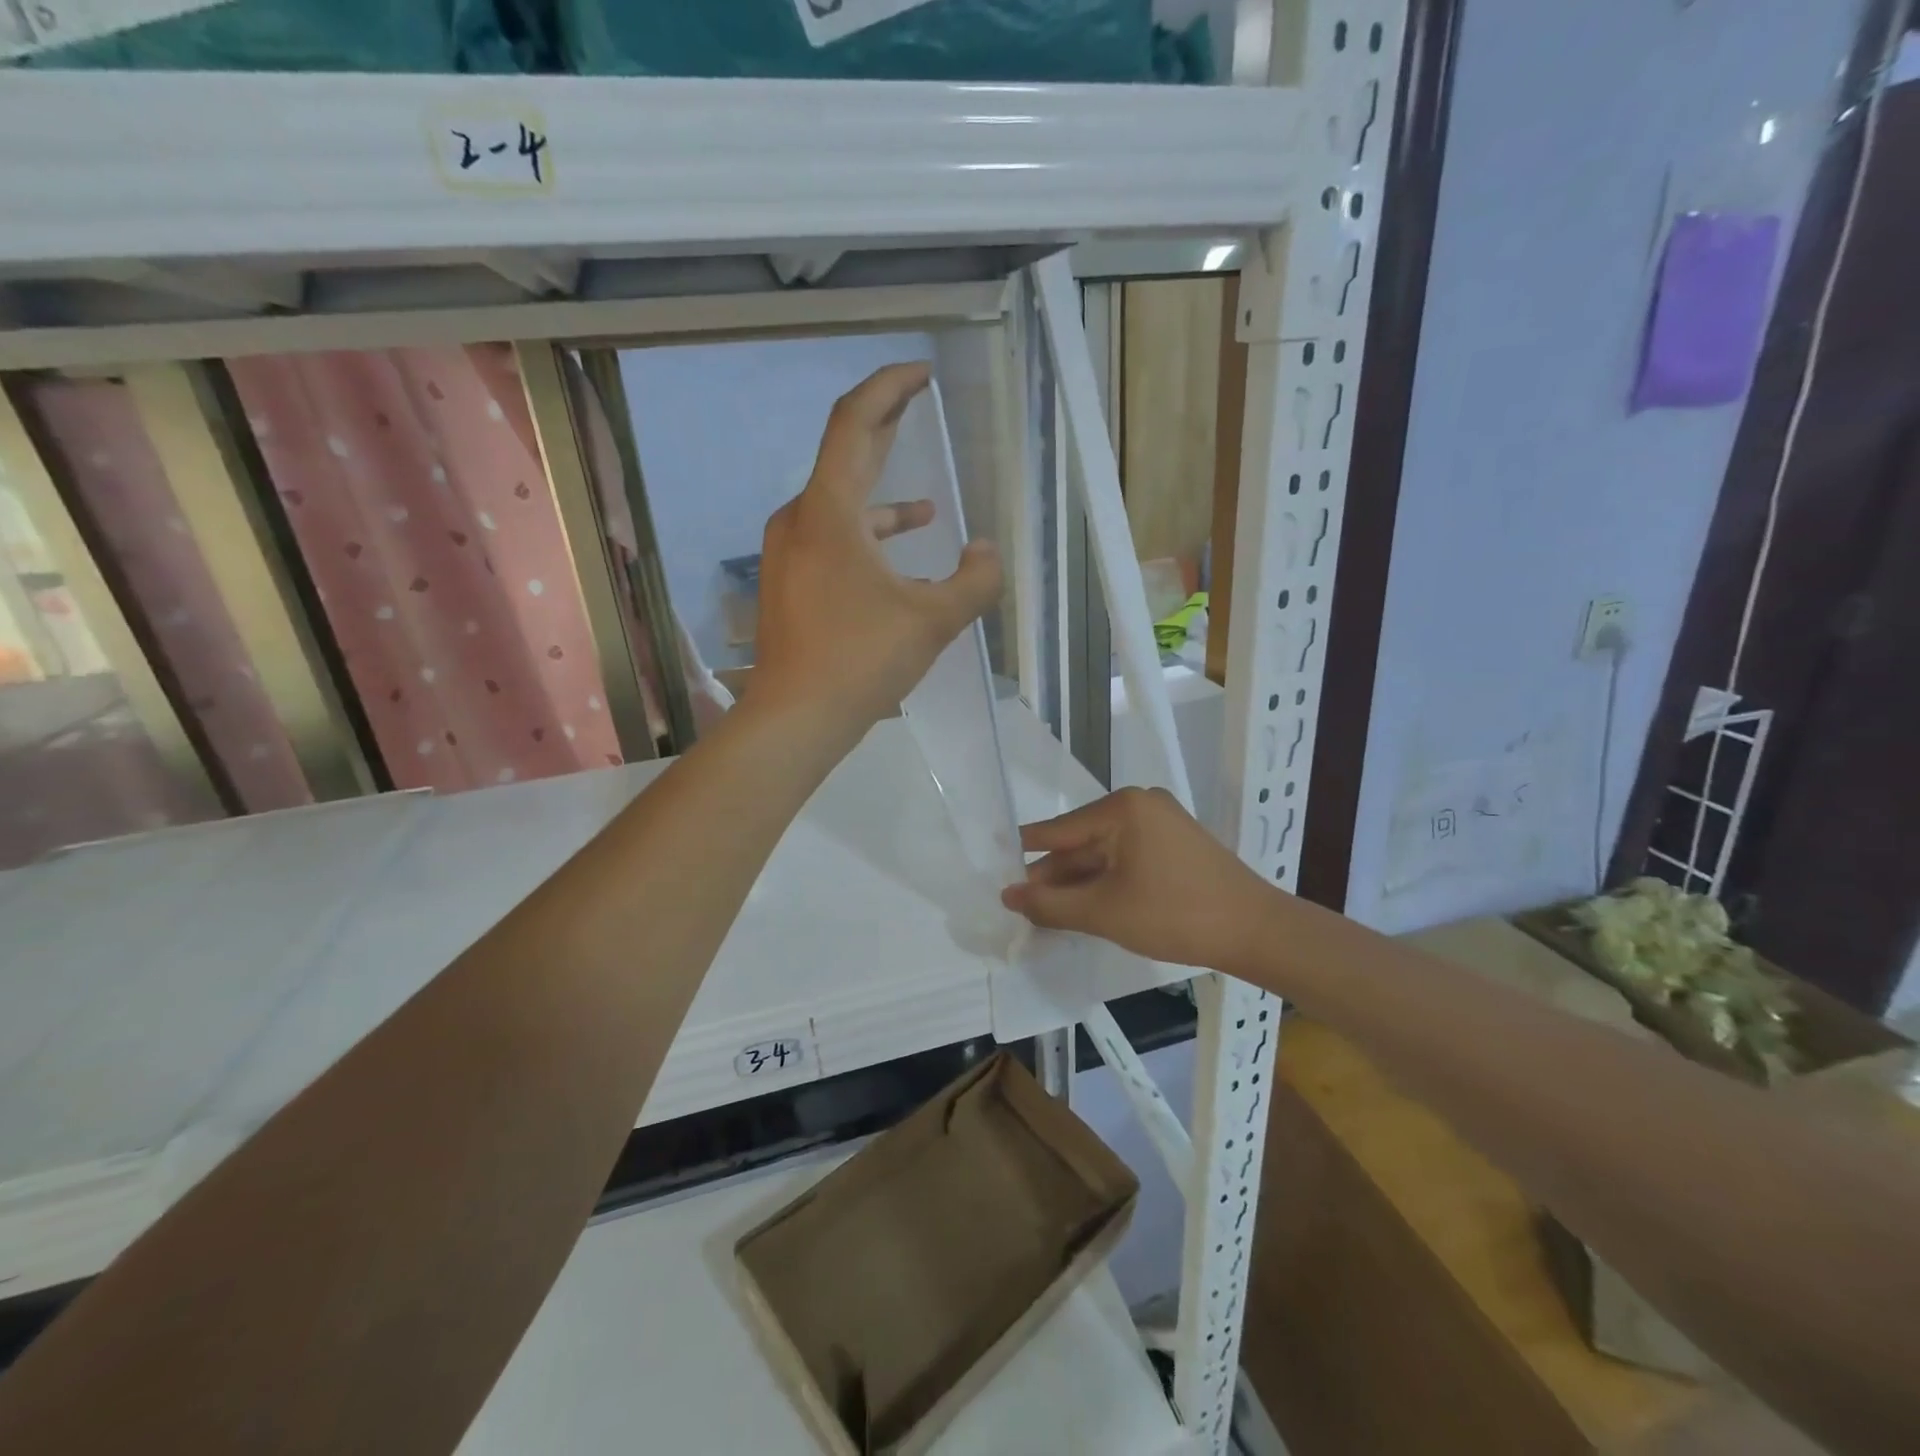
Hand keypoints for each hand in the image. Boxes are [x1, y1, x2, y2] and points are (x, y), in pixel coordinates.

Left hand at [752, 362, 1000, 734]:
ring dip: (884, 502)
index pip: (855, 423)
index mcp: (829, 511)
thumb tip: (988, 551)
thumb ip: (974, 581)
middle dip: (886, 428)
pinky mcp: (790, 583)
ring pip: (842, 508)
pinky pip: (833, 542)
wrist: (795, 717)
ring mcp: (789, 553)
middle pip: (846, 456)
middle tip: (918, 403)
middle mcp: (801, 520)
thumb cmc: (861, 659)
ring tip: (928, 510)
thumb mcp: (933, 620)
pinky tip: (900, 569)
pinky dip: (868, 542)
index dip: (890, 388)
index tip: (921, 373)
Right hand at [1002, 788, 1275, 970]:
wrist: (1256, 931)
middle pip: (1081, 841)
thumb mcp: (1103, 912)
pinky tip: (1085, 906)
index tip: (994, 866)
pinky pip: (1126, 859)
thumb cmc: (1175, 914)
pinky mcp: (1175, 845)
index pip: (1058, 830)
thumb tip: (1008, 895)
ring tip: (1046, 911)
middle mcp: (1140, 805)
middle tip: (1019, 904)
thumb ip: (1050, 903)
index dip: (1025, 854)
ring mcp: (1161, 823)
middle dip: (1053, 875)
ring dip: (1078, 882)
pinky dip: (1105, 882)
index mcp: (1122, 807)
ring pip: (1104, 853)